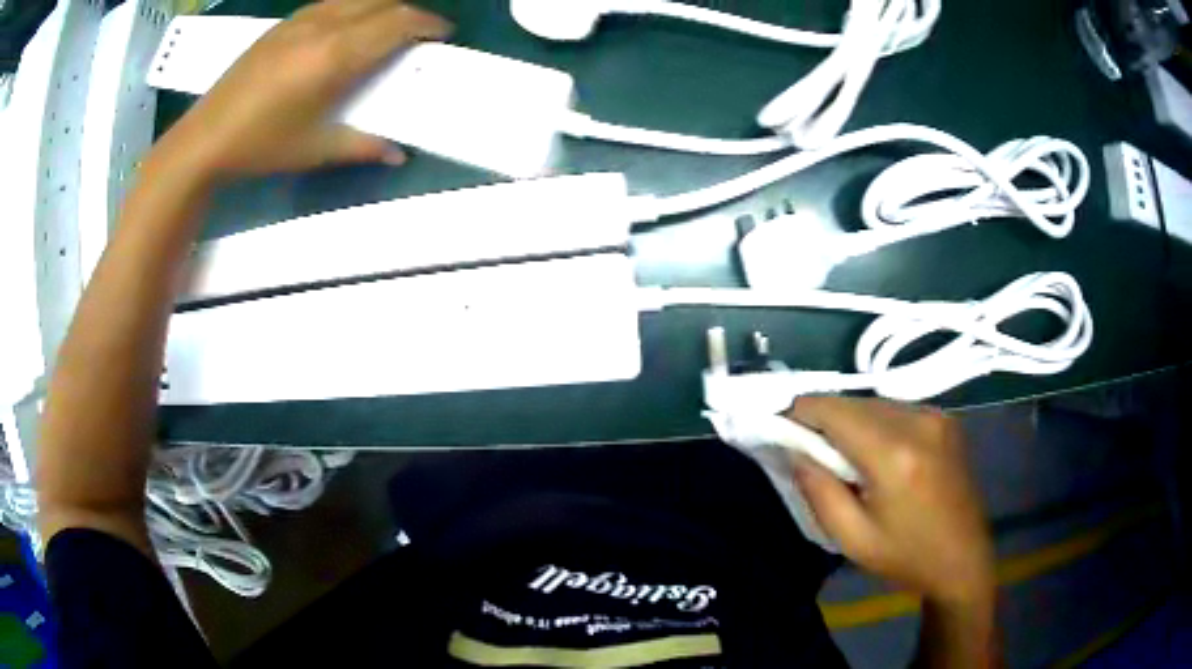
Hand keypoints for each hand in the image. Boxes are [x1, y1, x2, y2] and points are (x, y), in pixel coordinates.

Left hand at [158, 0, 450, 179]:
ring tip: (388, 27)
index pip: (396, 23)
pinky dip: (354, 8)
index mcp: (335, 56)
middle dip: (410, 12)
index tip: (442, 34)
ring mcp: (300, 21)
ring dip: (382, 7)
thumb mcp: (315, 150)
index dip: (426, 24)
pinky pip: (332, 3)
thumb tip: (398, 153)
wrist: (205, 138)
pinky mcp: (283, 24)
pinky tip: (349, 26)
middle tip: (420, 33)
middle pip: (383, 2)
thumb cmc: (261, 146)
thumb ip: (362, 145)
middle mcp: (323, 26)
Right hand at [788, 397, 994, 606]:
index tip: (779, 428)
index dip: (799, 412)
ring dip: (850, 421)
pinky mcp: (945, 418)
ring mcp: (935, 415)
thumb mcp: (853, 539)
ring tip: (844, 458)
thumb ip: (818, 491)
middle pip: (853, 402)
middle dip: (823, 419)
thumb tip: (794, 450)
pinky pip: (896, 409)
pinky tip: (876, 455)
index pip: (833, 410)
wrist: (964, 558)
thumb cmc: (906, 556)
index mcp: (894, 454)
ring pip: (874, 402)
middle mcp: (917, 421)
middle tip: (809, 452)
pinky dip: (875, 424)